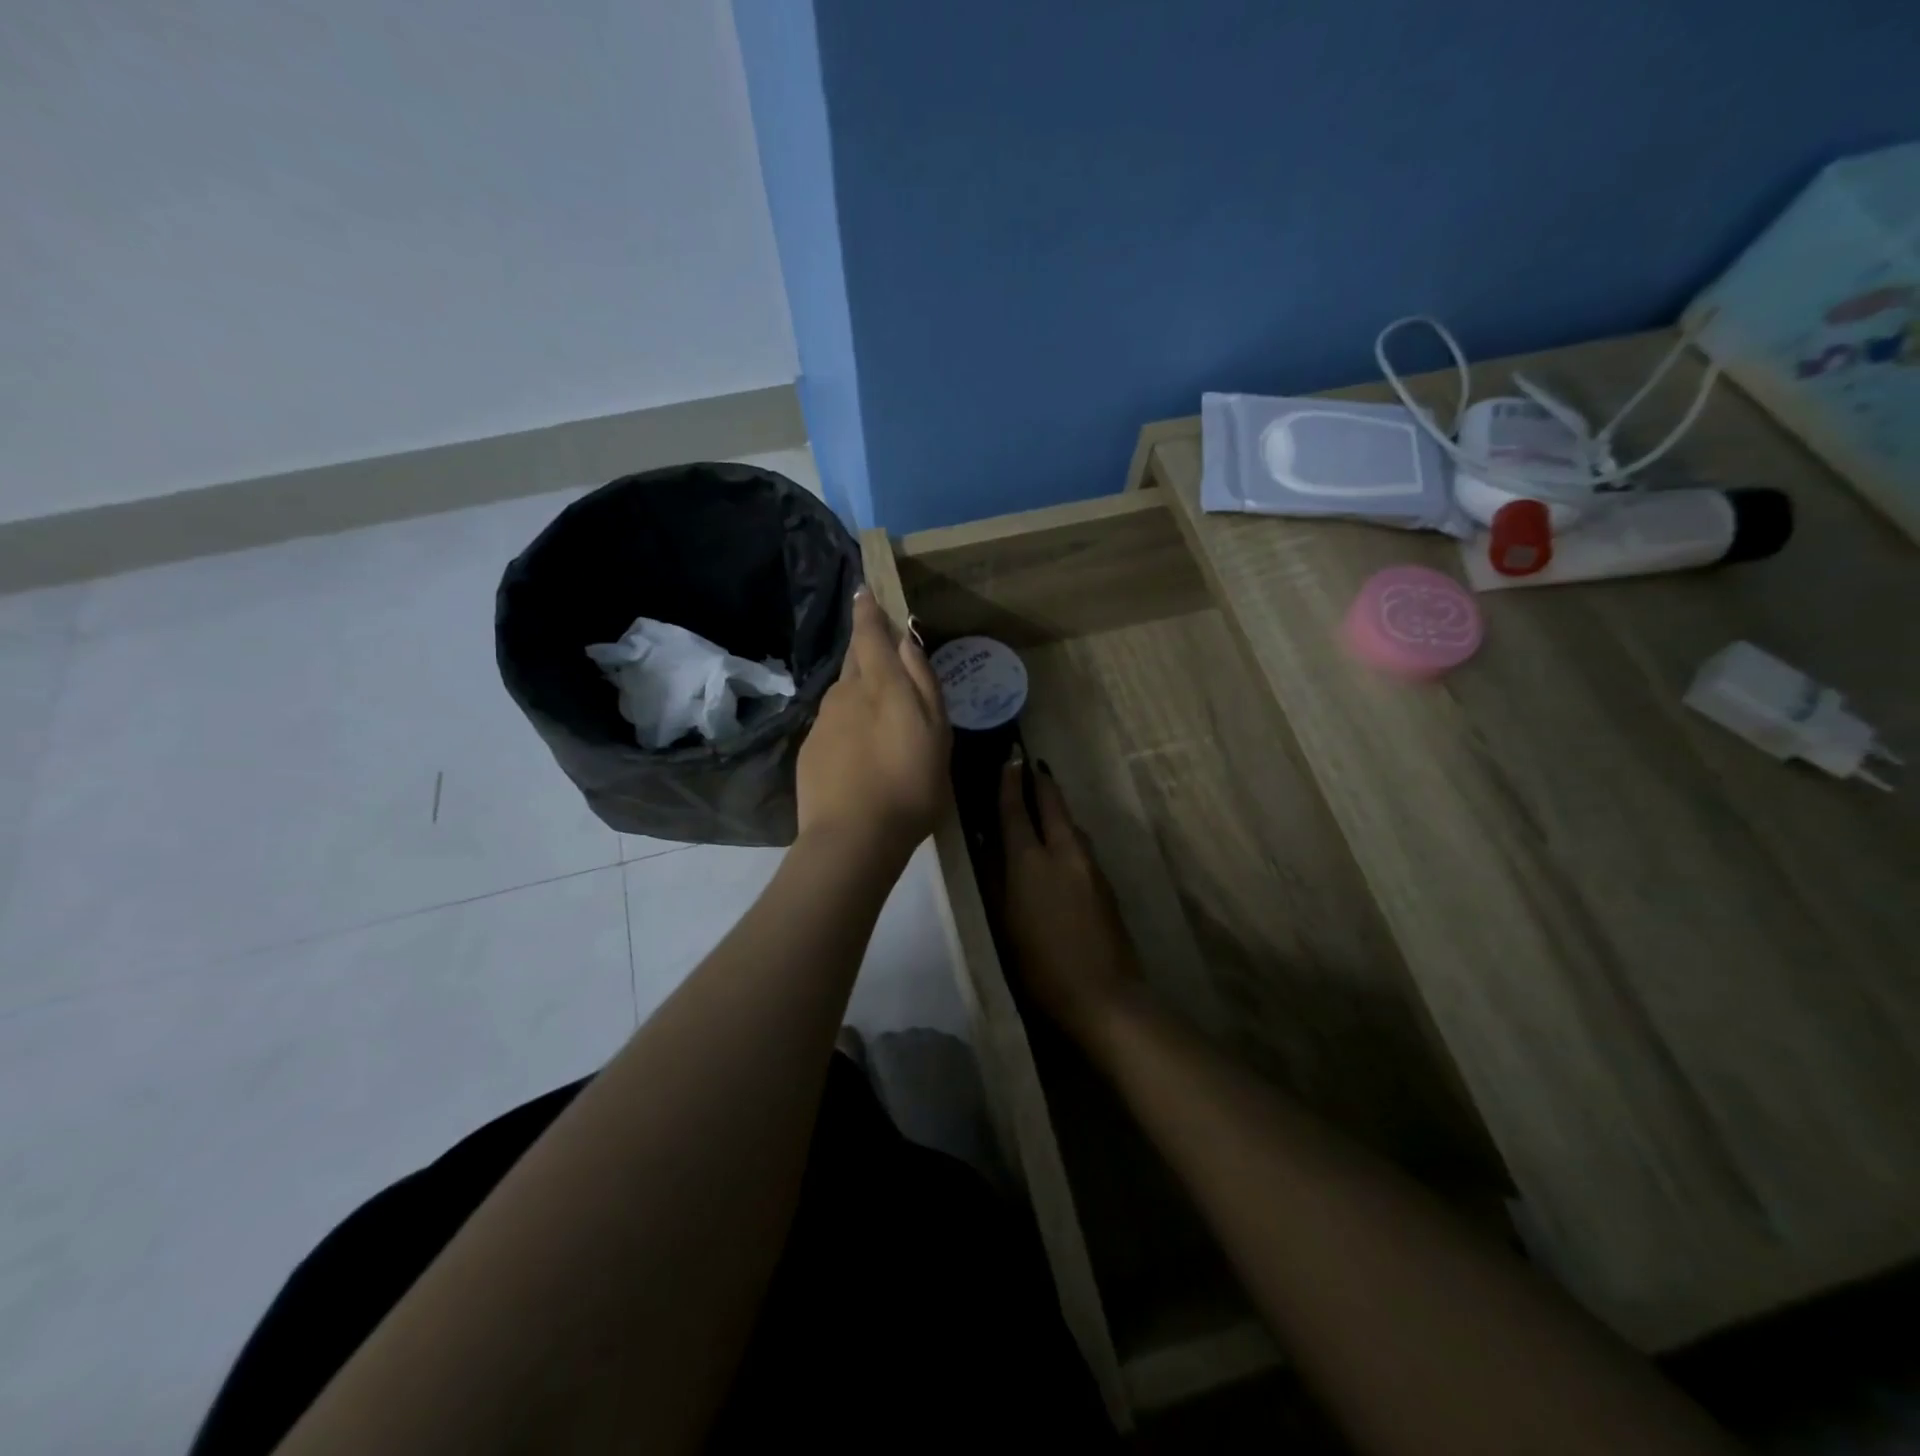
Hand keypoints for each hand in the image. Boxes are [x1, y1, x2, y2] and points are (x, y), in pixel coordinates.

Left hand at [797, 589, 950, 856]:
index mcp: (880, 684)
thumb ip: (923, 682)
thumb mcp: (936, 734)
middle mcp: (845, 693)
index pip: (869, 633)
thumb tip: (907, 639)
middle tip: (884, 654)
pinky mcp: (809, 749)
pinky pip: (832, 722)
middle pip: (854, 660)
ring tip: (879, 715)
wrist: (852, 838)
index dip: (868, 610)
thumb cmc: (909, 785)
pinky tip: (860, 750)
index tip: (864, 590)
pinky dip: (847, 723)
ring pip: (843, 692)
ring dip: (859, 690)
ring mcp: (822, 721)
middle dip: (866, 649)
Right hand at [997, 756, 1141, 1039]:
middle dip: (1042, 782)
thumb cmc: (1038, 964)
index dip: (1010, 782)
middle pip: (1053, 805)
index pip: (1016, 810)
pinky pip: (1082, 845)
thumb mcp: (1004, 921)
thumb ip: (994, 877)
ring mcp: (1090, 865)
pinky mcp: (1106, 882)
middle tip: (1031, 764)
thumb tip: (987, 842)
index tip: (1010, 757)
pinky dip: (1068, 834)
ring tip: (1045, 801)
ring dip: (1058, 808)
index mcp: (1030, 861)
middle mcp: (1063, 852)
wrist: (1102, 994)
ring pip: (1071, 824)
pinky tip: (1062, 844)